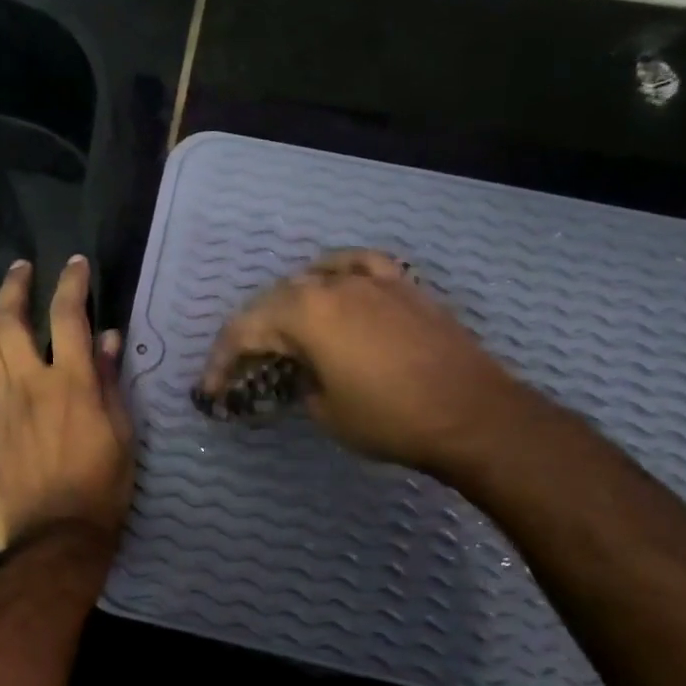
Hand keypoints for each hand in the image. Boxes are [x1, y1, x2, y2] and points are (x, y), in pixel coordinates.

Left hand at [0, 256, 134, 551]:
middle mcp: (32, 385)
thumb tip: (108, 337)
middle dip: (15, 288)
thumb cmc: (103, 485)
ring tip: (1, 306)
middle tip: (21, 269)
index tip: (75, 263)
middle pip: (11, 323)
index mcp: (73, 383)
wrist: (58, 536)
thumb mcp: (123, 432)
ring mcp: (2, 408)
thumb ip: (111, 381)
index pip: (70, 317)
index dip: (72, 284)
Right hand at [196, 248, 524, 473]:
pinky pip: (359, 266)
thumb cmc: (390, 419)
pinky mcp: (403, 286)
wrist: (473, 415)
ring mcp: (371, 280)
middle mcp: (332, 285)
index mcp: (305, 313)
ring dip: (288, 305)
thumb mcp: (325, 411)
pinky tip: (334, 283)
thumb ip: (300, 382)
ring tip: (283, 331)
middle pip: (273, 301)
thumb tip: (304, 373)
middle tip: (242, 367)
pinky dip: (338, 273)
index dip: (221, 361)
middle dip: (251, 335)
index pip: (244, 330)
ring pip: (313, 279)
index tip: (212, 390)